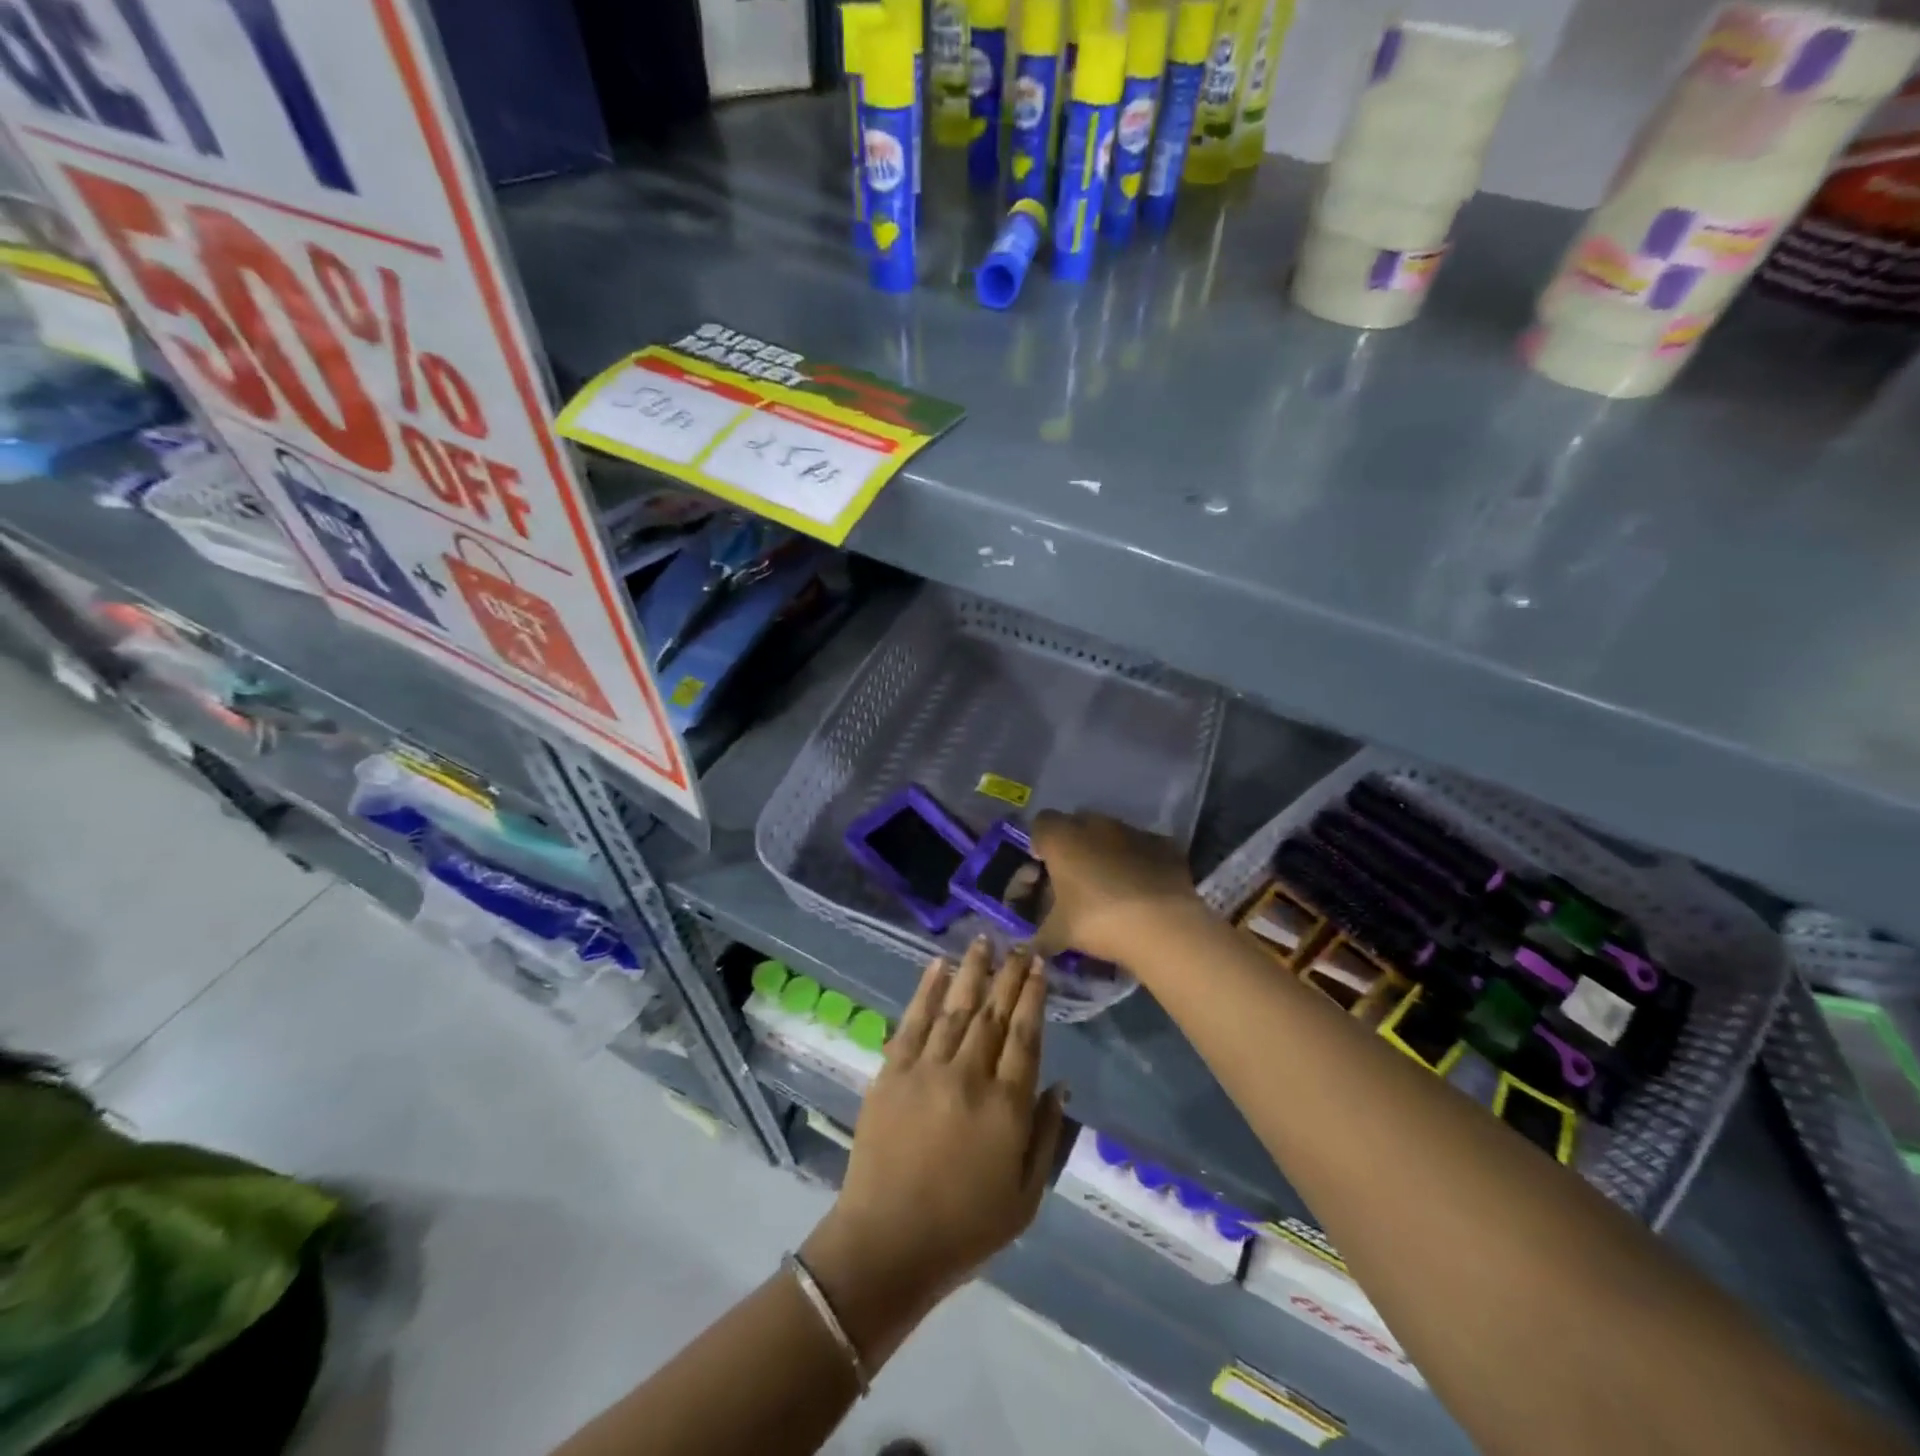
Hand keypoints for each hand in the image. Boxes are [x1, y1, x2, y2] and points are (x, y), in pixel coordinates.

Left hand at [802, 939, 1065, 1338]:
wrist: (888, 1242)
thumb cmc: (965, 1228)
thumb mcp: (1025, 1197)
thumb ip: (1046, 1136)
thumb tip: (1058, 1083)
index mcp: (1006, 1107)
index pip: (1025, 1035)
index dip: (1034, 996)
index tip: (1040, 966)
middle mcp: (969, 1076)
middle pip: (994, 1013)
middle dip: (1009, 974)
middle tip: (1019, 944)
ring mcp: (927, 1069)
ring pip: (956, 1007)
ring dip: (972, 970)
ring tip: (984, 940)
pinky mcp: (892, 1072)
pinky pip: (913, 1020)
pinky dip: (927, 989)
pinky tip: (938, 965)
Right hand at [1029, 809, 1202, 964]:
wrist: (1163, 926)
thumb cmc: (1099, 921)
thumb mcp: (1060, 934)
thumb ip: (1040, 936)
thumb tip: (1032, 948)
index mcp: (1062, 838)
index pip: (1040, 824)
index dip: (1040, 844)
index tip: (1045, 869)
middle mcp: (1095, 824)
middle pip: (1076, 825)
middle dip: (1073, 846)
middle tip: (1076, 878)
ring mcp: (1132, 831)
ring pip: (1110, 834)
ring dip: (1105, 852)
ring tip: (1111, 886)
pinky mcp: (1162, 844)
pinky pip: (1141, 847)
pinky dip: (1137, 861)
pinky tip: (1141, 888)